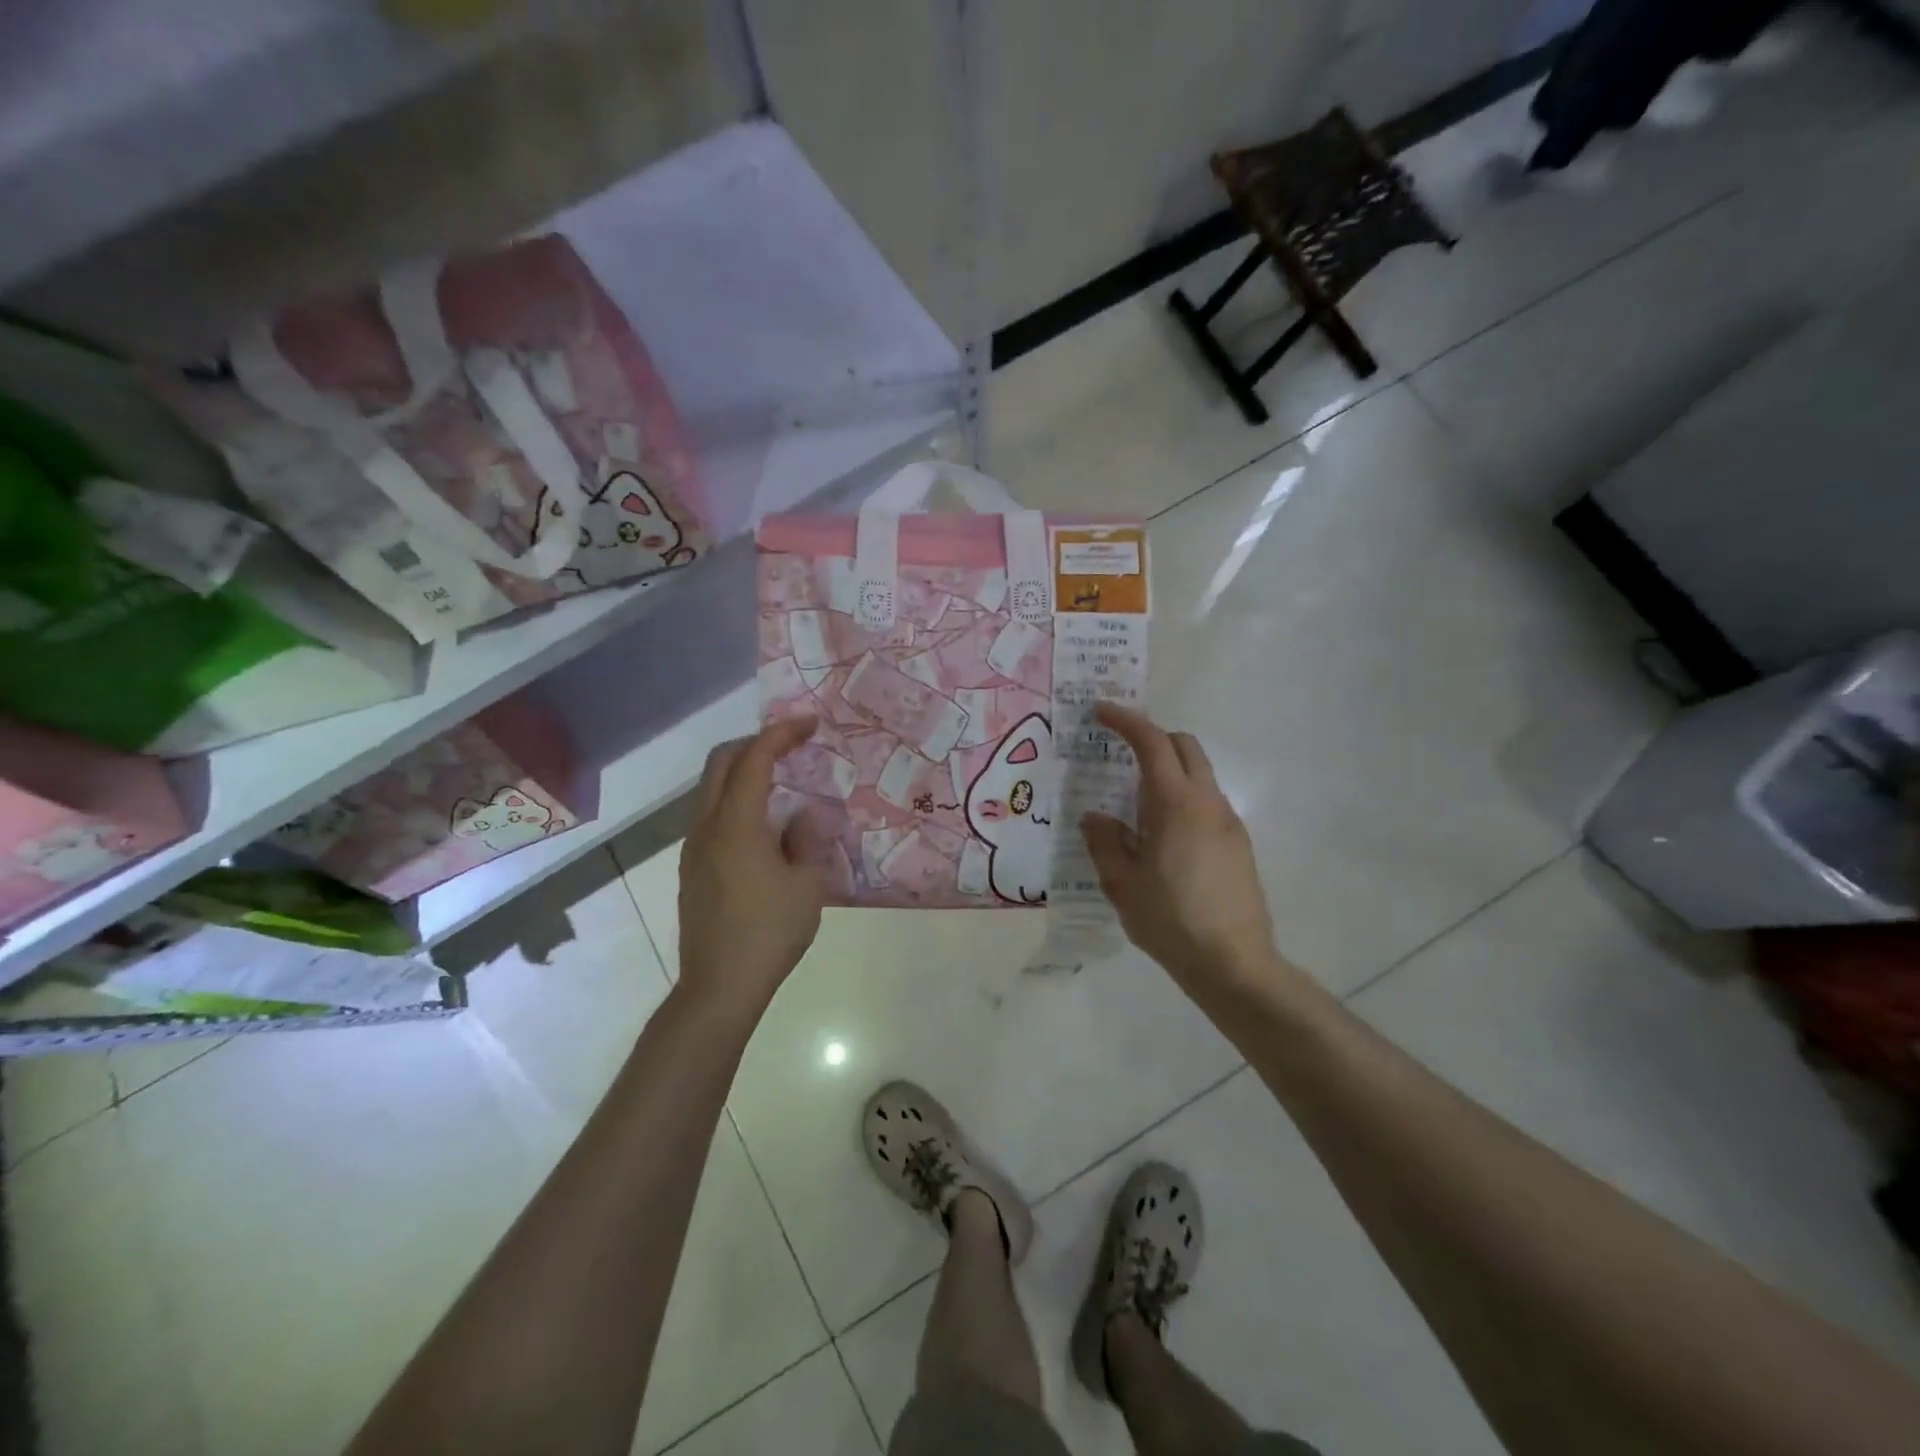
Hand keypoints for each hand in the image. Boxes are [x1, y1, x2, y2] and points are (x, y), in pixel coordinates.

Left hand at [677, 717, 830, 1016]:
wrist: (718, 986)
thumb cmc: (769, 932)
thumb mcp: (807, 884)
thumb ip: (808, 838)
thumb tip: (806, 814)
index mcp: (736, 824)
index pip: (754, 759)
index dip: (781, 734)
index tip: (810, 724)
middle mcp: (706, 827)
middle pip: (720, 763)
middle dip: (755, 743)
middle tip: (791, 745)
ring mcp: (693, 848)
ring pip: (711, 789)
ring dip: (742, 771)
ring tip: (781, 780)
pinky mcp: (691, 869)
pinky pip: (711, 815)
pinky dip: (736, 800)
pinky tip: (764, 824)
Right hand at [1081, 704, 1291, 1002]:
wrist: (1235, 965)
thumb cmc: (1172, 922)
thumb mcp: (1122, 884)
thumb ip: (1105, 842)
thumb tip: (1096, 818)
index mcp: (1177, 805)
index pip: (1153, 743)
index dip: (1126, 720)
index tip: (1100, 712)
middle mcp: (1208, 803)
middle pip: (1184, 746)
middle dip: (1152, 738)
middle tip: (1119, 754)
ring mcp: (1229, 823)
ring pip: (1199, 774)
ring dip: (1168, 771)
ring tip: (1135, 805)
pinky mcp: (1239, 844)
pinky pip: (1207, 803)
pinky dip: (1182, 798)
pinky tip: (1162, 837)